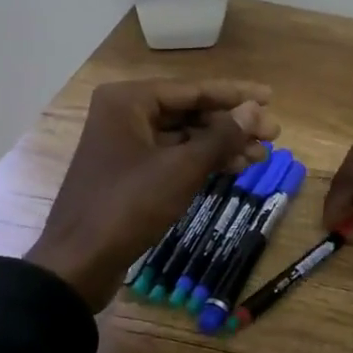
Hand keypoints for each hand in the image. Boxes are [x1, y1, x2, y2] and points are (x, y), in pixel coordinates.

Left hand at [28, 80, 280, 310]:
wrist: (79, 262)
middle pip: (189, 111)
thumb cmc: (128, 206)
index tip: (271, 97)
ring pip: (183, 136)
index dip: (236, 95)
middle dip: (231, 124)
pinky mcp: (129, 172)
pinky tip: (234, 168)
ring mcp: (125, 144)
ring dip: (221, 145)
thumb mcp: (181, 169)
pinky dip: (202, 161)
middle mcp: (124, 114)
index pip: (193, 89)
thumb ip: (222, 137)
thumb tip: (256, 109)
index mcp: (128, 101)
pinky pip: (173, 156)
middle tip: (273, 134)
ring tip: (261, 155)